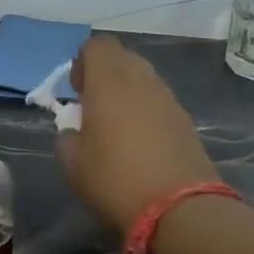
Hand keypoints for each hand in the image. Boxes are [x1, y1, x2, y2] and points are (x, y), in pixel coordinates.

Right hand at [56, 35, 220, 234]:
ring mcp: (168, 98)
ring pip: (143, 78)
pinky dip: (144, 111)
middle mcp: (142, 80)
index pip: (97, 45)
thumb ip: (67, 138)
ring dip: (126, 93)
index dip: (82, 62)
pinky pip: (158, 101)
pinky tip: (138, 142)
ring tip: (114, 127)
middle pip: (122, 58)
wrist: (178, 207)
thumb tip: (76, 132)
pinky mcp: (185, 119)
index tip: (76, 91)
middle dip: (104, 74)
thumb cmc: (114, 180)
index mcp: (109, 82)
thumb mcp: (71, 164)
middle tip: (92, 107)